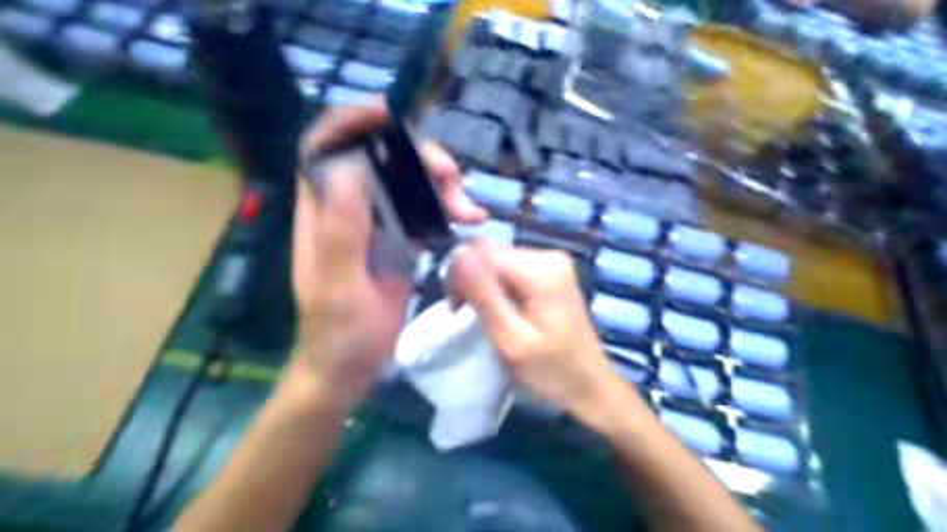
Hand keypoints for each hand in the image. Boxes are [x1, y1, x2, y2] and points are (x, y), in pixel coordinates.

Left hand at [290, 99, 483, 405]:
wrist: (351, 367)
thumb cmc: (338, 333)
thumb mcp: (338, 287)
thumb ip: (341, 233)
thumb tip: (350, 169)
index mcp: (324, 214)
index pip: (324, 150)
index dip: (349, 124)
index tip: (386, 116)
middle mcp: (350, 210)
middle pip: (381, 162)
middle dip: (419, 160)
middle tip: (454, 178)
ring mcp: (377, 225)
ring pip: (408, 184)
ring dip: (441, 187)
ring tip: (470, 209)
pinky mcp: (399, 242)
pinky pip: (424, 212)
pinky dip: (447, 210)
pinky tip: (468, 220)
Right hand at [451, 241, 626, 423]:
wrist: (591, 385)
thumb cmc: (552, 371)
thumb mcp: (512, 340)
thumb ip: (485, 296)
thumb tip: (459, 253)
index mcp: (541, 269)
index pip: (483, 251)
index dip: (461, 274)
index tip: (458, 307)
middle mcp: (548, 255)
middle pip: (490, 252)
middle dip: (471, 279)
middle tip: (467, 313)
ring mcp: (551, 262)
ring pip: (497, 260)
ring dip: (482, 284)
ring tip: (484, 316)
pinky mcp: (550, 272)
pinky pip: (510, 269)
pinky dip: (497, 287)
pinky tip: (500, 309)